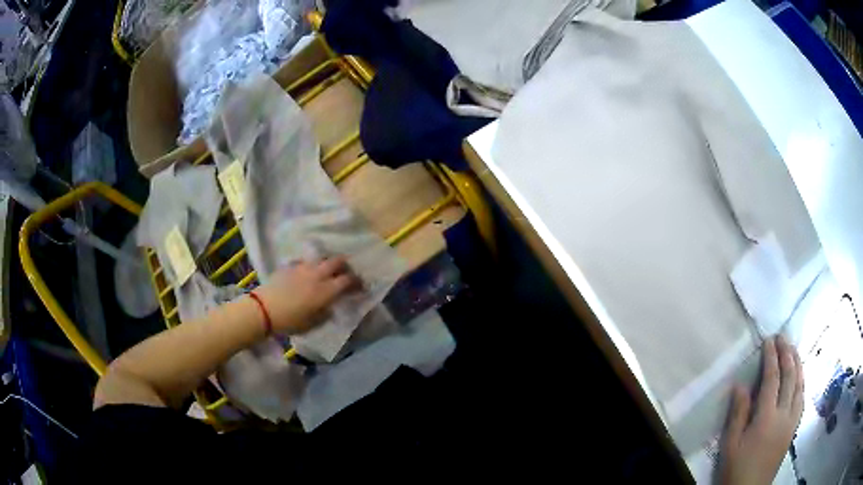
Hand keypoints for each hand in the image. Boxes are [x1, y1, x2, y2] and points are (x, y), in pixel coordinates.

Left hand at [253, 256, 358, 334]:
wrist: (264, 309)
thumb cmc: (290, 321)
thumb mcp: (313, 324)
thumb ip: (325, 313)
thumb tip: (331, 307)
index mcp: (326, 290)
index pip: (348, 280)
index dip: (356, 281)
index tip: (360, 286)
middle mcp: (317, 275)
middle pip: (337, 261)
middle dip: (345, 265)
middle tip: (345, 272)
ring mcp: (303, 268)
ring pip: (321, 259)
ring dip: (327, 263)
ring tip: (327, 271)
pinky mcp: (290, 266)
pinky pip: (304, 262)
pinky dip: (310, 266)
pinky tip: (306, 273)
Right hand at [718, 335, 803, 484]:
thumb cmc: (737, 468)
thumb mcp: (730, 444)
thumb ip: (738, 414)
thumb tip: (740, 384)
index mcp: (767, 417)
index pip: (772, 379)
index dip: (771, 358)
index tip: (769, 340)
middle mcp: (784, 413)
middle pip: (790, 377)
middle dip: (787, 354)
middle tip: (783, 337)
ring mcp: (792, 420)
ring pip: (799, 385)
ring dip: (798, 365)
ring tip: (794, 350)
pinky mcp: (794, 428)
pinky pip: (802, 399)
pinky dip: (802, 383)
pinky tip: (800, 379)